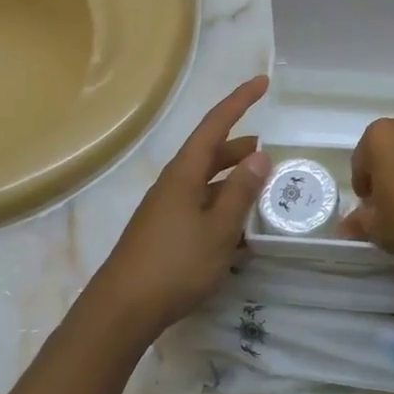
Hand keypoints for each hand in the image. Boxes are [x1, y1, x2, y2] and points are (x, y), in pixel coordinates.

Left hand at [83, 75, 270, 340]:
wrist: (122, 311)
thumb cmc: (174, 265)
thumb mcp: (218, 229)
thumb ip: (240, 192)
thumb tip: (259, 155)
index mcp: (184, 174)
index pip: (215, 125)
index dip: (240, 102)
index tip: (263, 82)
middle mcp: (173, 184)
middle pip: (210, 154)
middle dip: (240, 149)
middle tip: (271, 153)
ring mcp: (167, 210)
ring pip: (207, 184)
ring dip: (234, 183)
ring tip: (262, 191)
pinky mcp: (165, 233)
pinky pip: (200, 209)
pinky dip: (222, 211)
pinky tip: (241, 235)